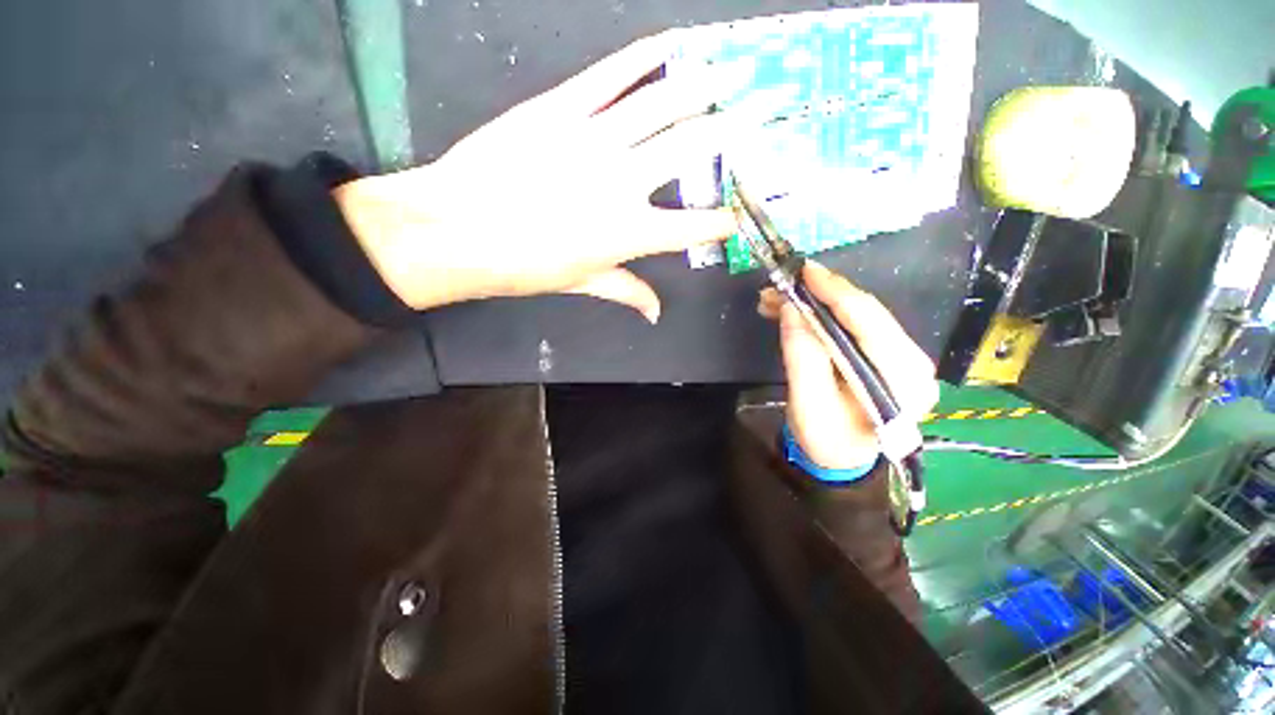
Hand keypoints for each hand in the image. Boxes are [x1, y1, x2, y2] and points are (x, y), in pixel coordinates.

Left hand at [333, 32, 743, 321]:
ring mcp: (595, 140)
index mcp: (630, 234)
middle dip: (736, 129)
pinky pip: (611, 76)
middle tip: (767, 106)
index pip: (693, 227)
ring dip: (701, 85)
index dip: (723, 219)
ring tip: (730, 71)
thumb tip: (654, 313)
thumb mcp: (582, 284)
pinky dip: (644, 57)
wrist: (459, 229)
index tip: (742, 212)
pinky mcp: (562, 109)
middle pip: (691, 151)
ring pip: (661, 105)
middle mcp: (624, 183)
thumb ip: (626, 292)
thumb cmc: (524, 265)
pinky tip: (671, 44)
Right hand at [758, 263, 938, 469]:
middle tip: (779, 287)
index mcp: (901, 380)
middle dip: (818, 295)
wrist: (841, 459)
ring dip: (815, 304)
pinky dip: (821, 314)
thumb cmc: (826, 440)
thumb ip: (802, 356)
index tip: (804, 270)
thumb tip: (793, 309)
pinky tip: (794, 312)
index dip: (835, 292)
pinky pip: (852, 325)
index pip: (869, 323)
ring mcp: (902, 357)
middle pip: (864, 313)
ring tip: (776, 301)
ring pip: (856, 315)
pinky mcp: (885, 355)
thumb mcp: (808, 405)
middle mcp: (912, 362)